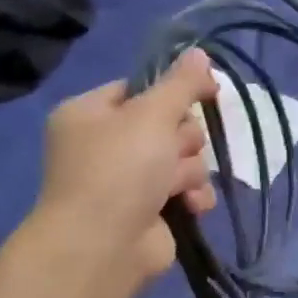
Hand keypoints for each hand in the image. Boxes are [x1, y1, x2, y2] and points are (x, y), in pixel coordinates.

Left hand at [31, 51, 219, 280]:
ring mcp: (128, 179)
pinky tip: (190, 206)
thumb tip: (199, 52)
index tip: (205, 92)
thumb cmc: (120, 169)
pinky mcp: (150, 208)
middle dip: (183, 140)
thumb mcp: (152, 114)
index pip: (142, 88)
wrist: (103, 245)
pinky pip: (187, 189)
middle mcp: (106, 143)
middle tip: (173, 151)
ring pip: (184, 158)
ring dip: (189, 171)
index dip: (174, 91)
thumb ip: (181, 83)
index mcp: (91, 113)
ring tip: (175, 187)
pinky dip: (192, 196)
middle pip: (170, 124)